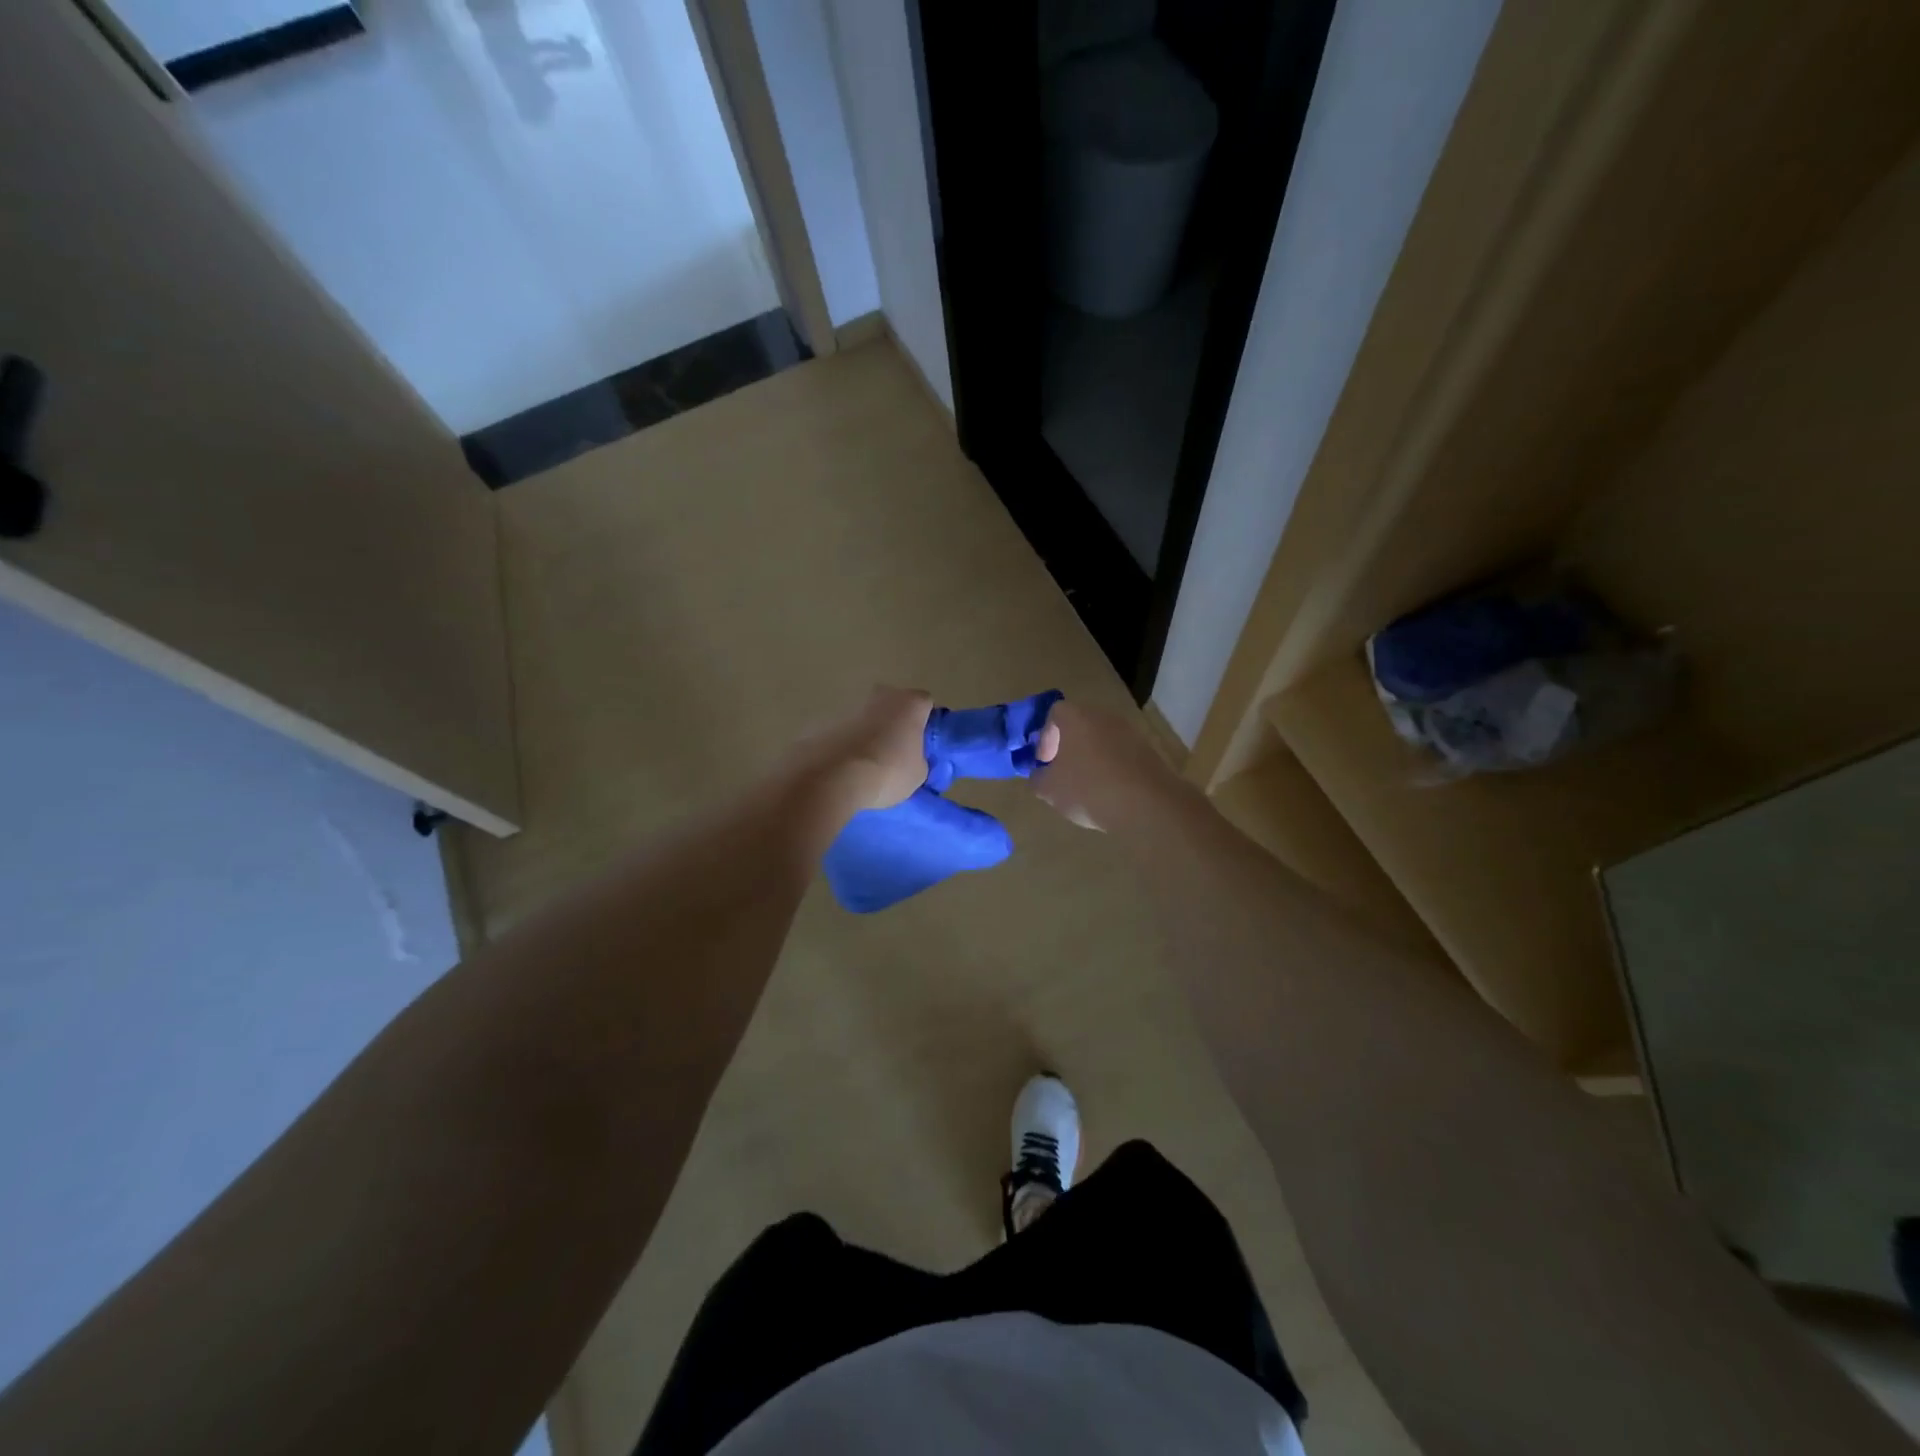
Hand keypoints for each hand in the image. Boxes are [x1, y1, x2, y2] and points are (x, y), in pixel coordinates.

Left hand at [794, 686, 934, 814]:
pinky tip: (845, 767)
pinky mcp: (824, 719)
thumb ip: (919, 759)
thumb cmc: (887, 770)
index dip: (925, 724)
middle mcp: (881, 694)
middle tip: (896, 753)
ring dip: (869, 734)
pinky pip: (843, 731)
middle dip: (895, 725)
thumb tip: (909, 759)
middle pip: (894, 706)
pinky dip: (846, 744)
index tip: (921, 746)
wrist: (832, 776)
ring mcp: (850, 704)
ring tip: (867, 765)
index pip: (925, 705)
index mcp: (910, 702)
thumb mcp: (918, 774)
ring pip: (867, 718)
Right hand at [1033, 700, 1190, 832]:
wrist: (1147, 804)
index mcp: (1076, 718)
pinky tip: (1108, 792)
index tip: (1045, 762)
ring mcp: (1129, 732)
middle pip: (1080, 725)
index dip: (1045, 737)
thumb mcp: (1050, 790)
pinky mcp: (1148, 751)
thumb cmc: (1089, 789)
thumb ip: (1038, 778)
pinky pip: (1120, 754)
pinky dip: (1111, 767)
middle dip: (1068, 747)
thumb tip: (1040, 775)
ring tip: (1085, 786)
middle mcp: (1103, 717)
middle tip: (1062, 772)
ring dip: (1090, 758)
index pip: (1055, 713)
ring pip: (1101, 740)